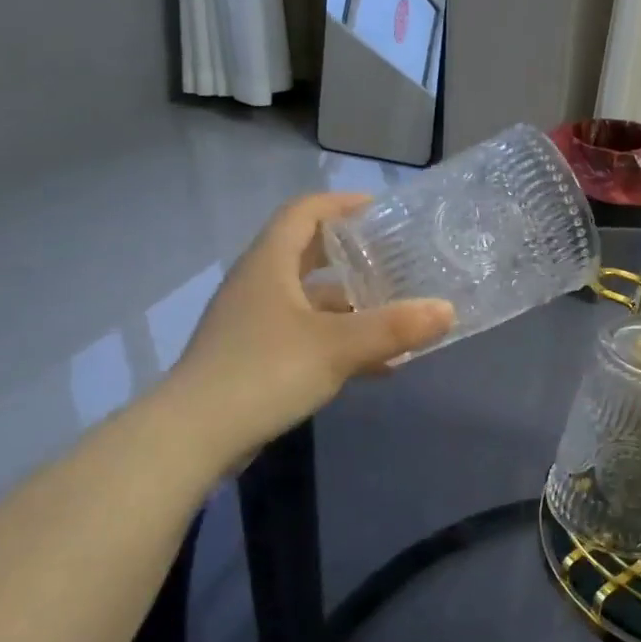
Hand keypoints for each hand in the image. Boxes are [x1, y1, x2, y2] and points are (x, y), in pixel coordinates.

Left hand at [165, 192, 453, 469]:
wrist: (193, 437)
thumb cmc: (263, 372)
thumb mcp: (337, 347)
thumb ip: (394, 328)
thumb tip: (448, 310)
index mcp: (269, 265)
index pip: (304, 213)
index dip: (341, 204)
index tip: (381, 210)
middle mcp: (259, 285)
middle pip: (308, 255)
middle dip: (353, 256)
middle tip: (395, 259)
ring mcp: (254, 324)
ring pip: (310, 301)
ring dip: (352, 304)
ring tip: (398, 314)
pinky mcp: (255, 358)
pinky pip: (306, 336)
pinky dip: (340, 341)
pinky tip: (377, 365)